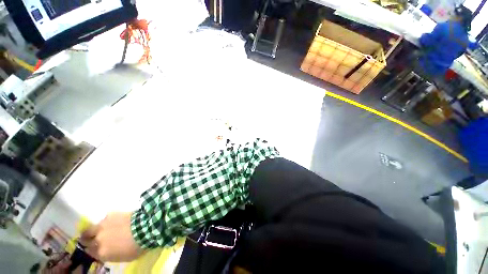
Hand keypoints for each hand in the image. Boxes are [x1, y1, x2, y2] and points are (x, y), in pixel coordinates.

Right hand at [80, 212, 142, 261]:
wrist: (141, 230)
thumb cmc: (135, 249)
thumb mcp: (123, 258)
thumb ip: (110, 255)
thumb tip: (103, 253)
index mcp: (103, 252)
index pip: (91, 253)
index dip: (89, 252)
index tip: (88, 251)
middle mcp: (98, 239)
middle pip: (86, 241)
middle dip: (84, 242)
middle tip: (82, 241)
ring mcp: (100, 227)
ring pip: (89, 229)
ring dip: (87, 232)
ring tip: (85, 233)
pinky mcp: (106, 216)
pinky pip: (101, 222)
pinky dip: (102, 225)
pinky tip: (106, 225)